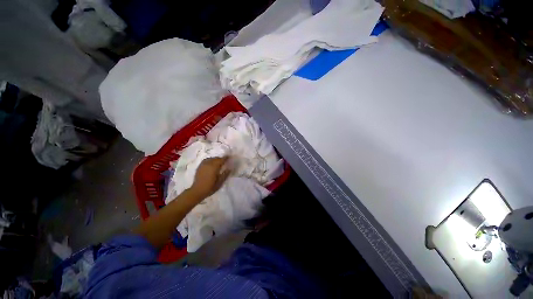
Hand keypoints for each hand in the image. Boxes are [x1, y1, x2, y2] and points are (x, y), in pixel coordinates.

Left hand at [189, 157, 230, 198]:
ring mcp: (203, 165)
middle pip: (216, 158)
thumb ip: (225, 174)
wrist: (197, 191)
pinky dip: (210, 160)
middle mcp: (208, 164)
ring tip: (218, 162)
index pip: (221, 160)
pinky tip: (211, 164)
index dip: (226, 158)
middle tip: (225, 161)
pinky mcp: (199, 167)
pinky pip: (206, 160)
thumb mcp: (220, 182)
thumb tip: (230, 168)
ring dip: (215, 159)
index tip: (230, 157)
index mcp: (214, 167)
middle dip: (221, 159)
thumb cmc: (210, 187)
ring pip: (211, 158)